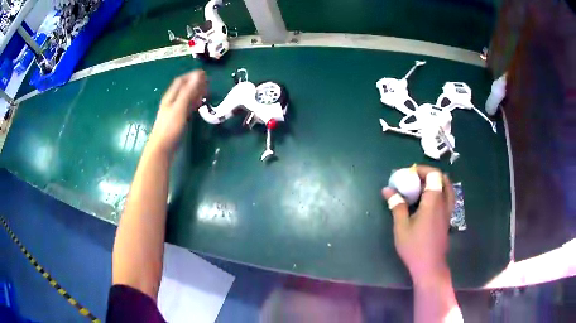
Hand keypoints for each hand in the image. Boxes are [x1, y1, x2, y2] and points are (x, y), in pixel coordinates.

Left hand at [149, 70, 206, 153]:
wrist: (162, 148)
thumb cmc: (170, 127)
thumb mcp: (180, 107)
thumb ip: (189, 91)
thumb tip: (198, 75)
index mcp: (170, 97)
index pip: (181, 81)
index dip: (192, 75)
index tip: (205, 74)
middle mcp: (172, 101)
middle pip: (183, 88)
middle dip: (195, 83)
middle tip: (208, 83)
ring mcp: (174, 111)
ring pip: (186, 98)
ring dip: (195, 93)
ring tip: (207, 92)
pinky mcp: (177, 120)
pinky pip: (187, 107)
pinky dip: (194, 103)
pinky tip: (199, 105)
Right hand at [382, 165, 454, 285]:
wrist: (430, 266)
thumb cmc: (415, 247)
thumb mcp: (401, 227)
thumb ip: (397, 206)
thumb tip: (387, 190)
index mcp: (433, 201)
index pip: (434, 175)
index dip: (422, 169)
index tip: (409, 173)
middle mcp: (444, 203)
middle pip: (443, 178)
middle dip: (429, 174)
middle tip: (415, 178)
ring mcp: (448, 211)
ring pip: (447, 188)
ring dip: (436, 182)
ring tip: (421, 188)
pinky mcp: (448, 219)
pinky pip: (447, 197)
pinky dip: (439, 192)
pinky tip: (428, 202)